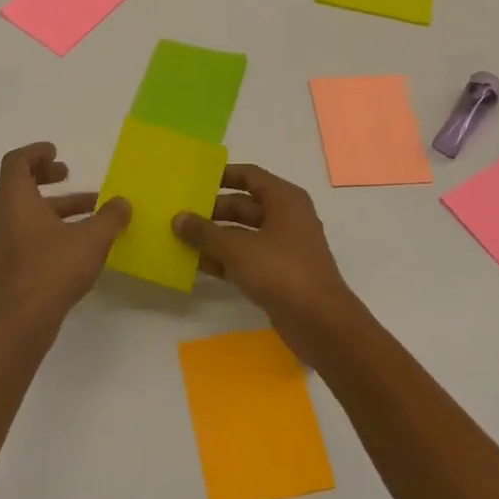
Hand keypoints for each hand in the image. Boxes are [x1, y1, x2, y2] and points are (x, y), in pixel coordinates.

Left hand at [0, 142, 129, 330]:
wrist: (22, 319)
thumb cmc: (53, 267)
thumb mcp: (92, 238)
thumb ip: (110, 217)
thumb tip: (123, 203)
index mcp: (14, 197)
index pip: (16, 161)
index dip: (36, 152)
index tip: (56, 152)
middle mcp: (2, 213)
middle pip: (18, 182)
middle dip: (44, 175)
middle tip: (66, 172)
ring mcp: (2, 238)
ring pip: (25, 209)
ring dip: (54, 203)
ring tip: (90, 207)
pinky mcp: (8, 260)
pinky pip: (26, 229)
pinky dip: (48, 223)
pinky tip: (78, 238)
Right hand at [172, 163, 357, 356]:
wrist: (320, 322)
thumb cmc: (281, 271)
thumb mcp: (237, 248)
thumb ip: (205, 232)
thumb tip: (178, 218)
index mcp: (284, 199)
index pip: (249, 176)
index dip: (222, 176)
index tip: (194, 182)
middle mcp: (286, 217)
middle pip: (243, 206)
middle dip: (212, 211)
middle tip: (180, 216)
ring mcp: (284, 247)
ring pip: (243, 234)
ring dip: (215, 238)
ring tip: (181, 241)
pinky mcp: (279, 273)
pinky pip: (247, 258)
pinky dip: (226, 259)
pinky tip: (198, 266)